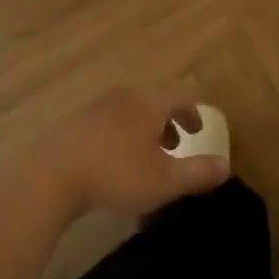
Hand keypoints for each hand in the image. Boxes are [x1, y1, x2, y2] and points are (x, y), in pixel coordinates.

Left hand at [29, 88, 229, 220]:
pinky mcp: (75, 122)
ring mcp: (96, 107)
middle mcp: (124, 97)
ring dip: (143, 130)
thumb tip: (226, 166)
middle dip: (167, 123)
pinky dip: (120, 135)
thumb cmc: (116, 175)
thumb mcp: (164, 181)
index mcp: (148, 103)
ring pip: (129, 112)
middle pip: (153, 102)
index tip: (198, 131)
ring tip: (145, 157)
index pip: (179, 99)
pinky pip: (108, 122)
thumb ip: (198, 173)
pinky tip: (113, 162)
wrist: (52, 177)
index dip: (193, 114)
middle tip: (175, 146)